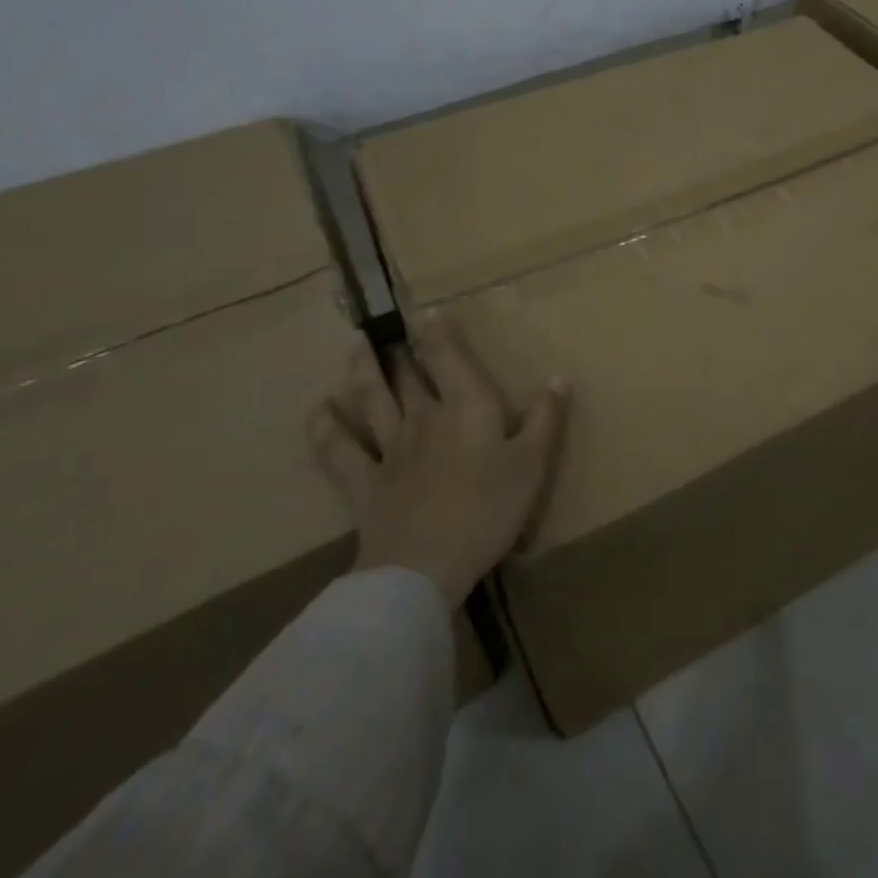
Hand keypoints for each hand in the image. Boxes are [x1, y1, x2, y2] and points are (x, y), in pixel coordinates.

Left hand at [309, 310, 568, 609]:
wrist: (424, 567)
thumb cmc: (487, 510)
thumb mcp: (531, 465)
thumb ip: (545, 419)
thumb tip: (558, 377)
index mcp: (465, 407)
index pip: (446, 356)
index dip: (436, 331)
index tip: (428, 310)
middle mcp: (423, 417)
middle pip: (408, 374)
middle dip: (401, 347)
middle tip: (389, 325)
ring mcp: (389, 449)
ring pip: (372, 399)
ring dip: (363, 369)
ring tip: (355, 343)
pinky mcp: (363, 483)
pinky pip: (339, 449)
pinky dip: (325, 427)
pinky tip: (319, 409)